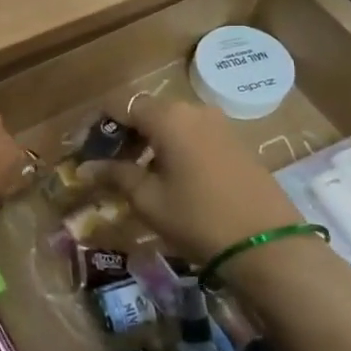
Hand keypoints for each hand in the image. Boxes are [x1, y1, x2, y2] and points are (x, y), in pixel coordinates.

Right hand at [81, 97, 301, 263]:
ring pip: (171, 124)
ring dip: (148, 142)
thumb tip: (85, 168)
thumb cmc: (198, 218)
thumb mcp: (148, 200)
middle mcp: (194, 110)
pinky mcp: (235, 142)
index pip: (121, 105)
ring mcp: (219, 125)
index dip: (98, 123)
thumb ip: (115, 175)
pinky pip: (193, 135)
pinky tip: (168, 177)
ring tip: (134, 174)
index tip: (84, 147)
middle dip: (123, 134)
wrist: (267, 245)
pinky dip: (172, 148)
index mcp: (168, 118)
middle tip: (106, 165)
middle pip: (147, 112)